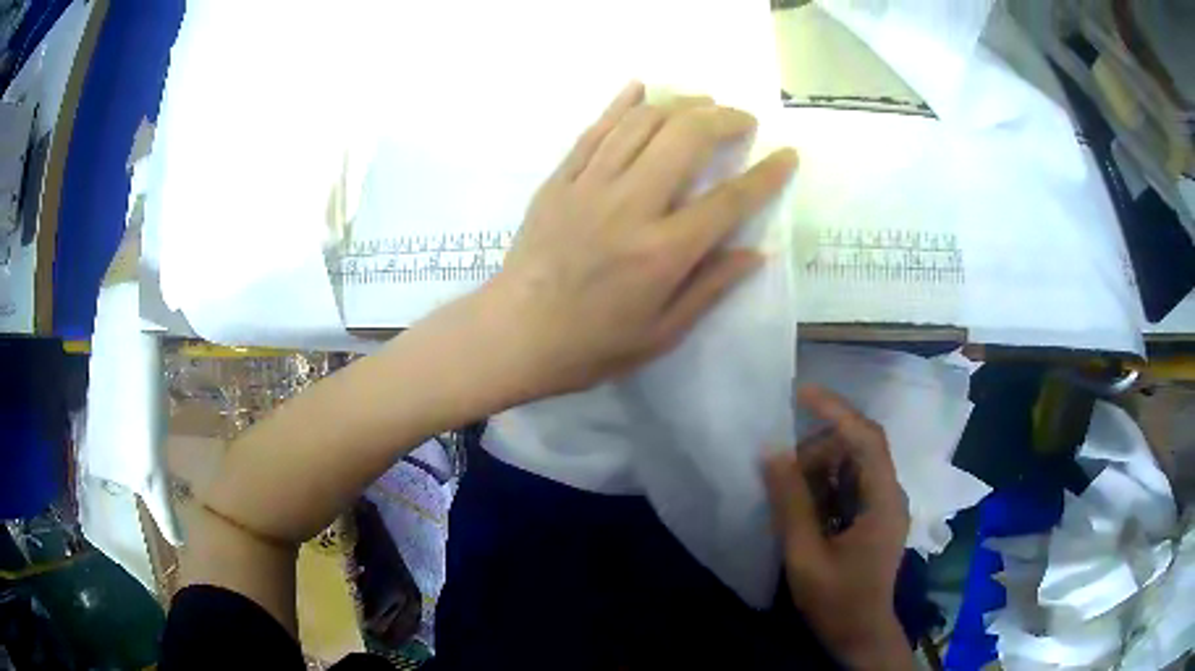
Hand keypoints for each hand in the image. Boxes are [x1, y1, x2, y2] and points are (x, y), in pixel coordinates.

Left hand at [485, 81, 796, 397]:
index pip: (729, 200)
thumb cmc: (591, 345)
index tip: (787, 155)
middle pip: (686, 138)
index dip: (766, 175)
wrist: (514, 334)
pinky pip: (594, 130)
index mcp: (662, 252)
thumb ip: (710, 287)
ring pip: (641, 123)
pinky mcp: (559, 180)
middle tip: (742, 119)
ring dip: (679, 103)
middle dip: (724, 119)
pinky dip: (621, 104)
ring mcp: (589, 186)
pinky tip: (640, 88)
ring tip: (702, 102)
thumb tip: (755, 251)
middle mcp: (630, 206)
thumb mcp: (661, 333)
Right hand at [764, 386, 913, 669]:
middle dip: (820, 449)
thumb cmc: (836, 600)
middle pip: (860, 447)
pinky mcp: (875, 516)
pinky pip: (851, 484)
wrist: (860, 633)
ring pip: (854, 464)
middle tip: (783, 471)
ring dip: (821, 468)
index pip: (866, 438)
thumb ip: (790, 504)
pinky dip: (826, 485)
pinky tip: (805, 506)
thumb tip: (772, 453)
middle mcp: (890, 494)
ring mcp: (885, 506)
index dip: (836, 411)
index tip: (801, 393)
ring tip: (790, 493)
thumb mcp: (805, 555)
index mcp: (883, 501)